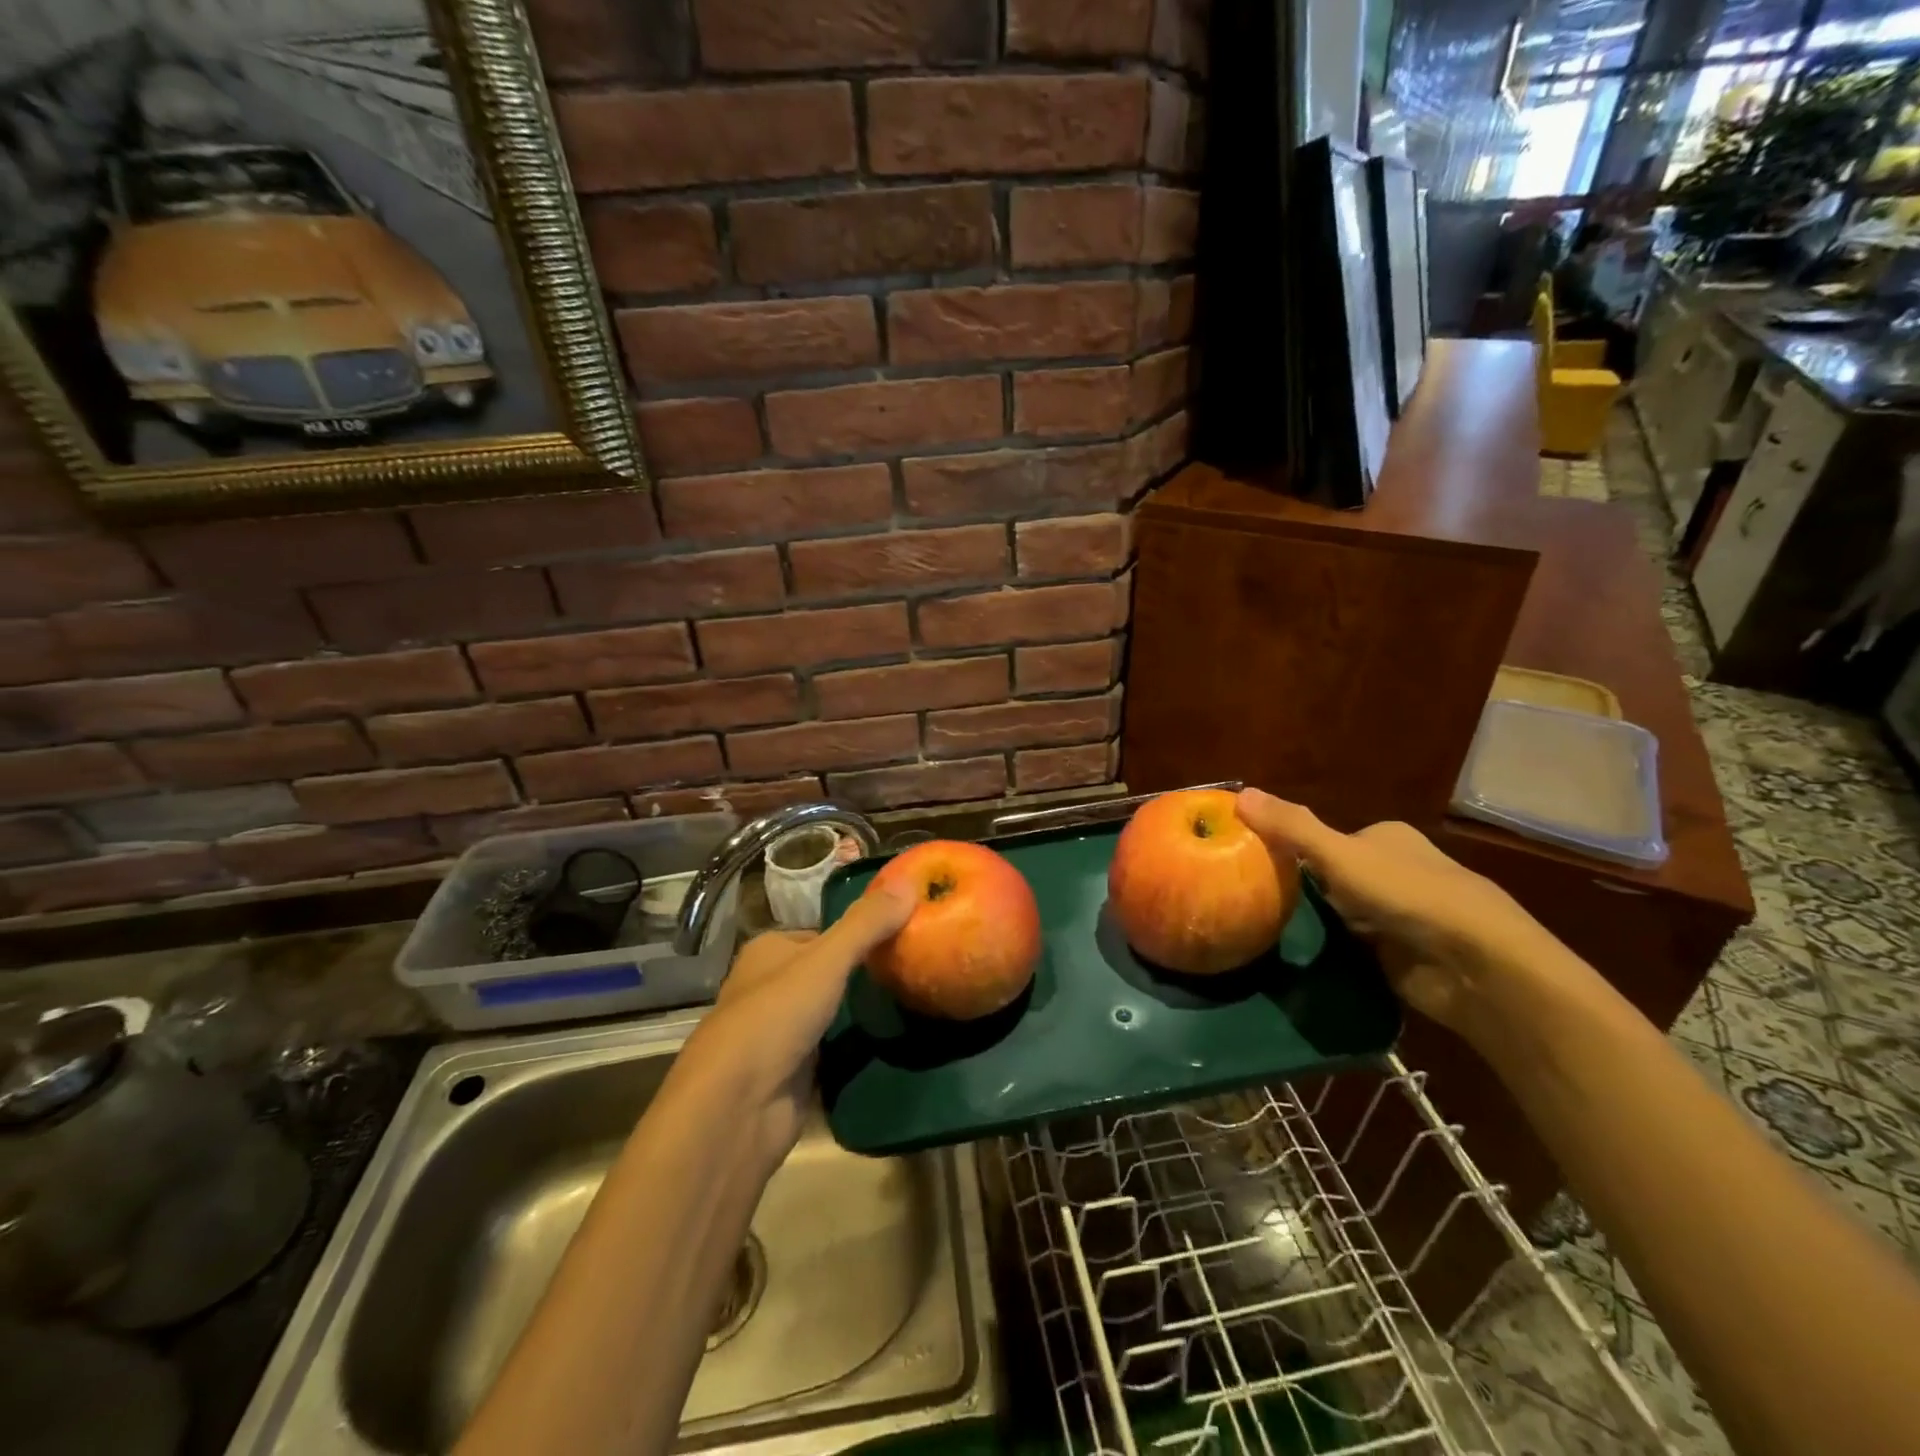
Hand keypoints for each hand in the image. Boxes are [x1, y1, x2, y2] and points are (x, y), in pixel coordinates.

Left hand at [675, 885, 913, 1163]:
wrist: (736, 1108)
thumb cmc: (775, 1017)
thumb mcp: (827, 959)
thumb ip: (867, 923)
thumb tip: (909, 880)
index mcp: (769, 951)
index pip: (824, 933)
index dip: (862, 931)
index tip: (906, 932)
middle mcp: (770, 987)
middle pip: (829, 972)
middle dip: (866, 973)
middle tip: (916, 967)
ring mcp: (779, 1032)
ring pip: (831, 1011)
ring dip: (862, 1011)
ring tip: (914, 1000)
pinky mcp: (792, 1073)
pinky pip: (833, 1050)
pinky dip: (856, 1046)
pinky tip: (892, 1040)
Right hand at [1235, 788, 1578, 1046]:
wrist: (1476, 965)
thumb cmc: (1409, 895)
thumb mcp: (1340, 854)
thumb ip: (1291, 828)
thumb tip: (1239, 792)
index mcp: (1386, 838)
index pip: (1325, 838)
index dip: (1290, 848)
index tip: (1251, 862)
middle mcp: (1394, 872)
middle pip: (1330, 876)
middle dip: (1300, 887)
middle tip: (1251, 898)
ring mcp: (1399, 915)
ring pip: (1340, 912)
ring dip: (1313, 921)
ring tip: (1263, 927)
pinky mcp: (1400, 955)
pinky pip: (1352, 947)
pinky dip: (1330, 950)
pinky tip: (1298, 955)